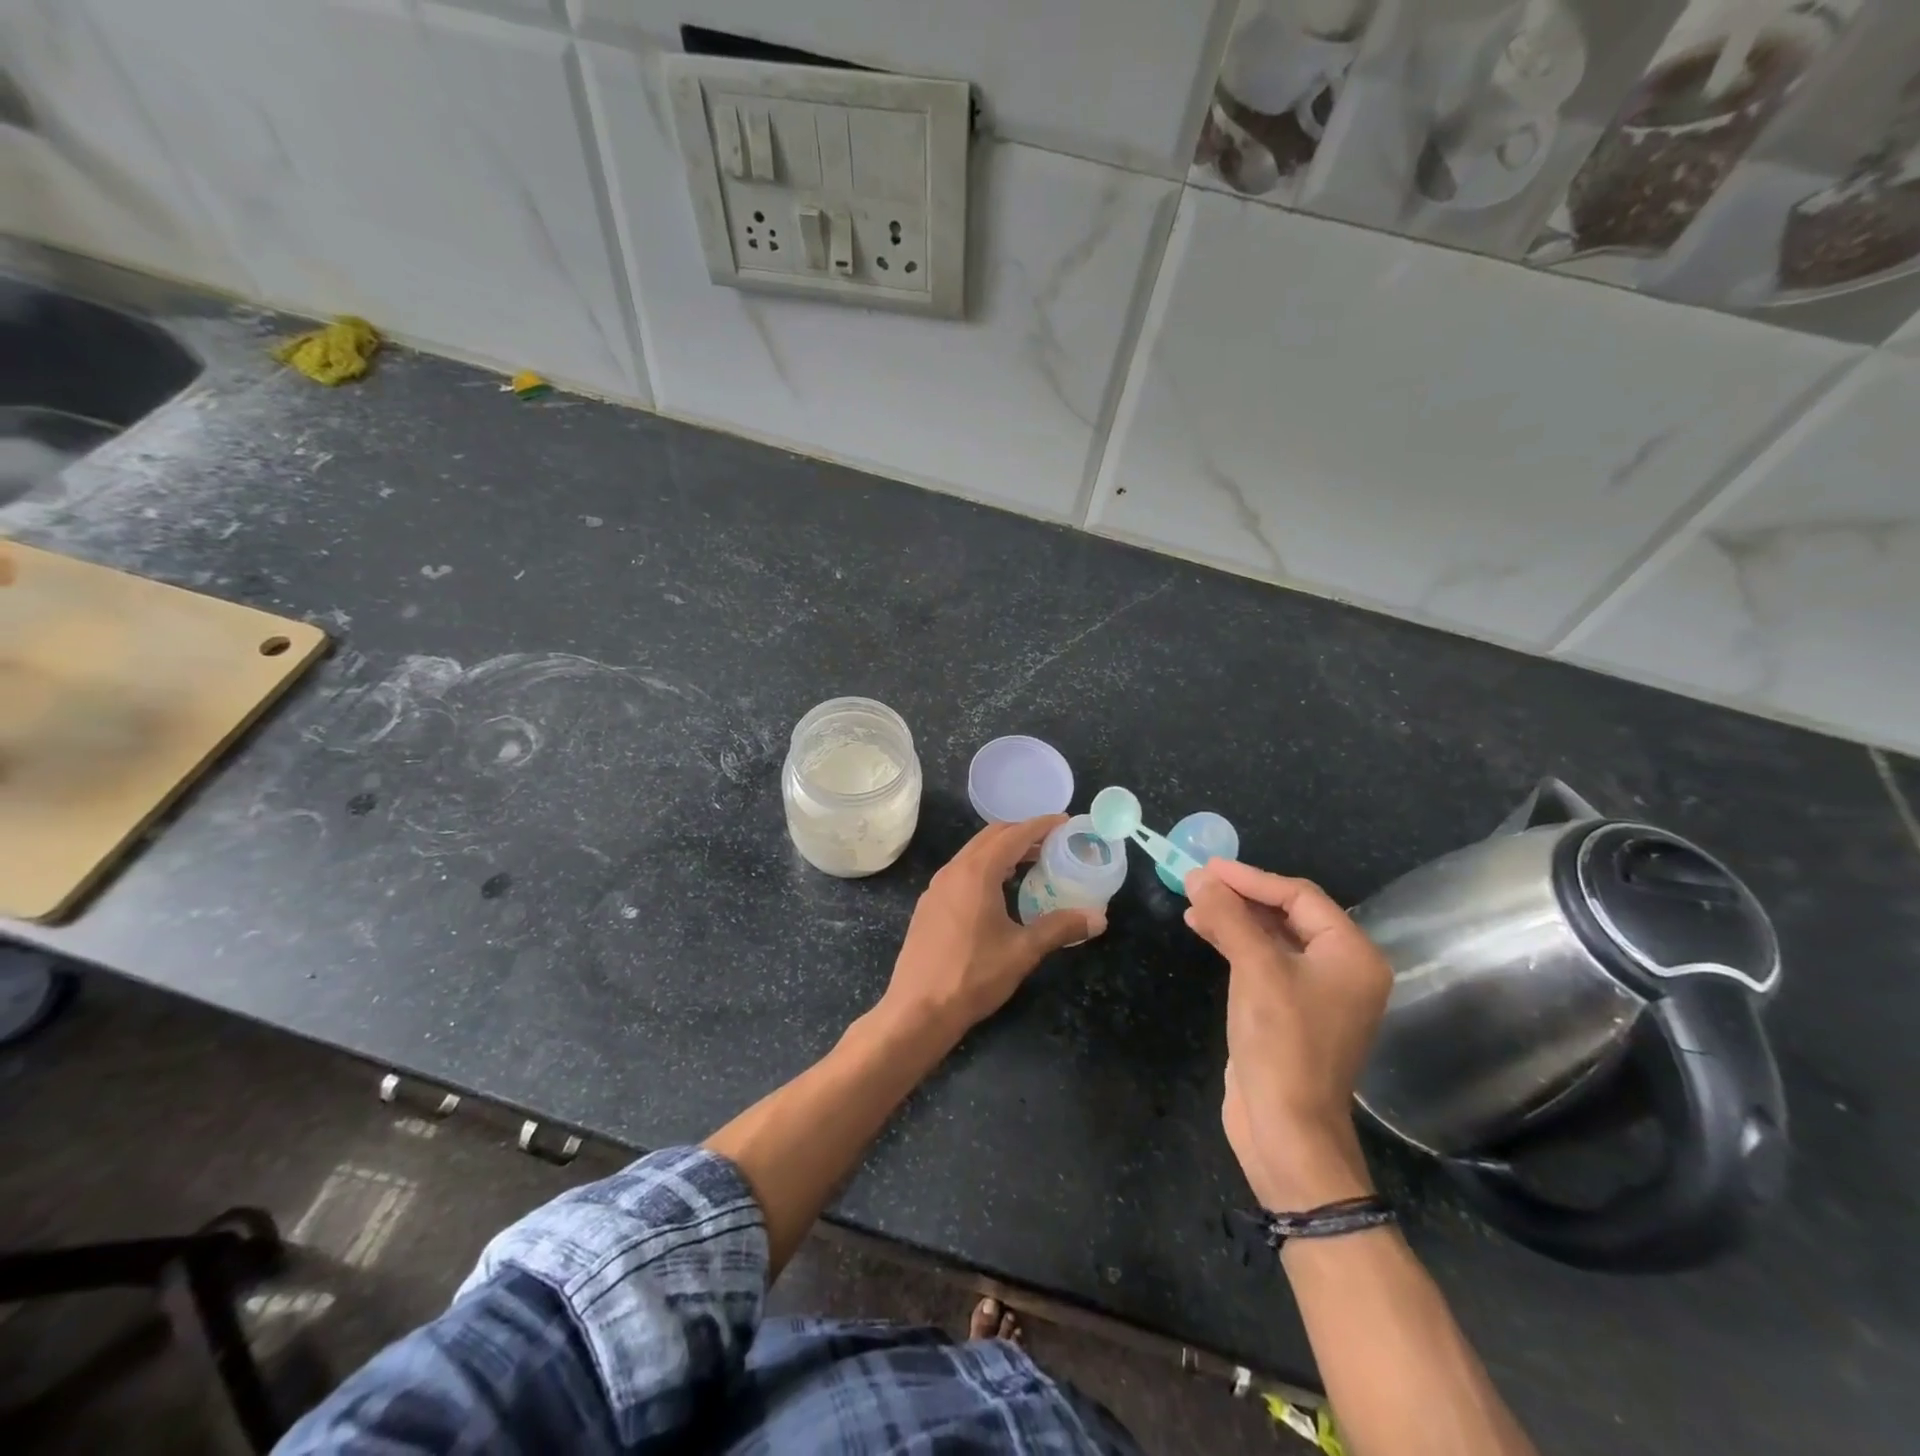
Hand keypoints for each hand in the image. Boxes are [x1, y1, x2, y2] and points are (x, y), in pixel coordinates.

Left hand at [881, 815, 1104, 1041]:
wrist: (917, 1009)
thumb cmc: (973, 976)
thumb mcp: (1023, 952)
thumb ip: (1060, 928)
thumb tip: (1098, 918)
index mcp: (977, 872)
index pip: (1014, 834)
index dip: (1041, 825)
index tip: (1065, 822)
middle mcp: (953, 870)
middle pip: (991, 837)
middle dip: (1022, 834)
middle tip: (1052, 843)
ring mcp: (937, 887)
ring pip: (974, 854)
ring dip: (1003, 852)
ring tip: (1031, 865)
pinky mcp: (929, 905)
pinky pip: (961, 872)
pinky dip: (985, 868)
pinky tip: (999, 892)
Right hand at [1185, 860, 1392, 1211]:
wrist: (1286, 1129)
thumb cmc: (1281, 1042)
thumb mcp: (1254, 969)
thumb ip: (1228, 916)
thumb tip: (1198, 876)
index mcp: (1352, 954)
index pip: (1300, 896)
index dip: (1251, 878)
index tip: (1207, 867)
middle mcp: (1342, 969)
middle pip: (1288, 914)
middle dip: (1241, 896)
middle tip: (1197, 880)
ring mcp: (1317, 992)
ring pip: (1272, 937)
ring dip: (1233, 918)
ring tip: (1191, 904)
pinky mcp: (1291, 1011)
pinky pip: (1264, 962)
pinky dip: (1235, 944)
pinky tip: (1204, 931)